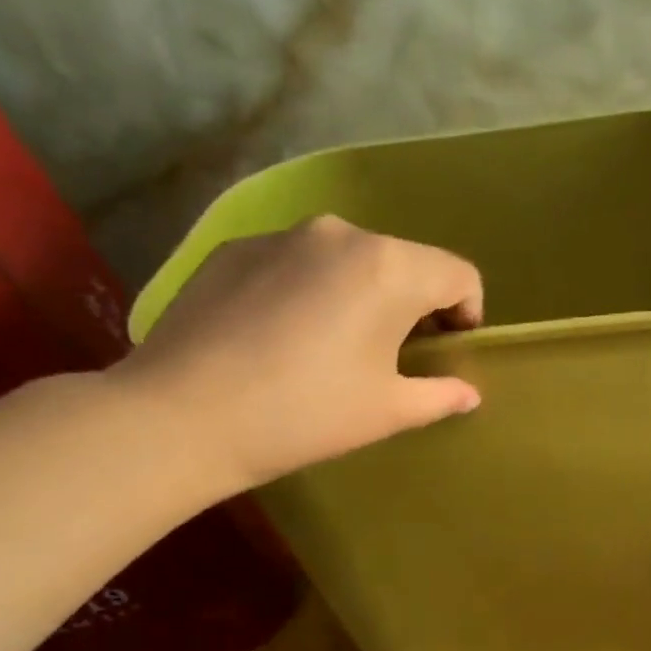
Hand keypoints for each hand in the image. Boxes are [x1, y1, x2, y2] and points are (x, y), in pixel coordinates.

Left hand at [108, 215, 483, 495]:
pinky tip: (284, 339)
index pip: (458, 274)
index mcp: (389, 268)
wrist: (182, 416)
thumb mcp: (387, 411)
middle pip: (405, 262)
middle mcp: (341, 234)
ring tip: (336, 349)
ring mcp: (282, 236)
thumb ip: (440, 395)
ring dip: (362, 297)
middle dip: (414, 306)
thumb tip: (468, 392)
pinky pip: (298, 264)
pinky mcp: (235, 249)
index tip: (448, 353)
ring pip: (349, 261)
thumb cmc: (306, 414)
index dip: (468, 314)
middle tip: (396, 358)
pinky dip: (311, 292)